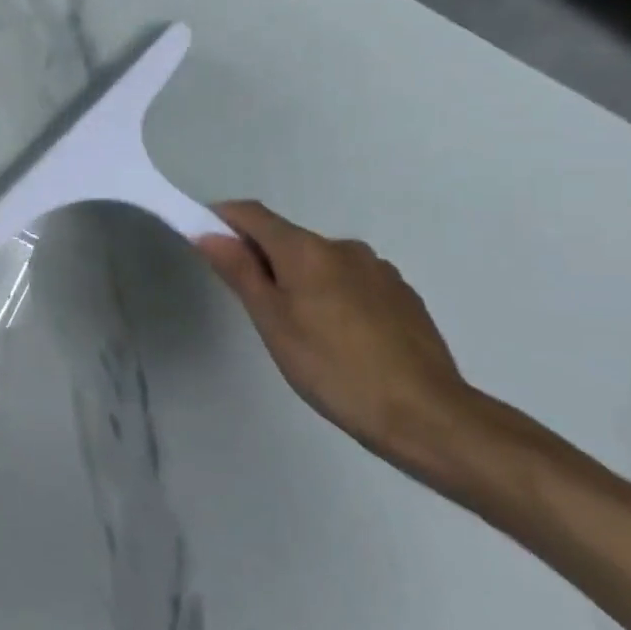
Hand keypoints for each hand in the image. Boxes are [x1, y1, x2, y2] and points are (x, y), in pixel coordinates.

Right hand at [196, 201, 476, 469]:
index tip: (205, 242)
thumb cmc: (332, 367)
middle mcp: (343, 247)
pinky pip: (351, 281)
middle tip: (252, 304)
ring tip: (299, 328)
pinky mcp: (403, 296)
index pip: (252, 214)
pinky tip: (339, 337)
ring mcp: (379, 270)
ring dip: (299, 278)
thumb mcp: (271, 320)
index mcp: (306, 249)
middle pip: (287, 238)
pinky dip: (332, 294)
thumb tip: (209, 232)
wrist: (426, 415)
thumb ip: (239, 271)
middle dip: (262, 259)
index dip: (222, 219)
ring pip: (321, 261)